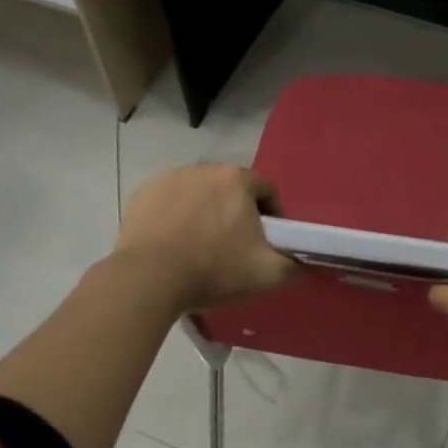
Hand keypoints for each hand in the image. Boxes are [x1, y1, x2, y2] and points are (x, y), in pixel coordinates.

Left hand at [113, 164, 295, 309]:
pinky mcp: (143, 193)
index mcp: (238, 179)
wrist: (148, 279)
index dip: (273, 216)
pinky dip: (175, 216)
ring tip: (200, 245)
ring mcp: (171, 178)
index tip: (267, 242)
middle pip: (231, 189)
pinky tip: (173, 242)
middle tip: (234, 246)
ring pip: (199, 193)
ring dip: (205, 212)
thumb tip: (304, 260)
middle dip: (236, 212)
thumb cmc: (213, 270)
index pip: (267, 190)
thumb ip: (294, 263)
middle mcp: (206, 168)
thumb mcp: (267, 274)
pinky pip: (170, 201)